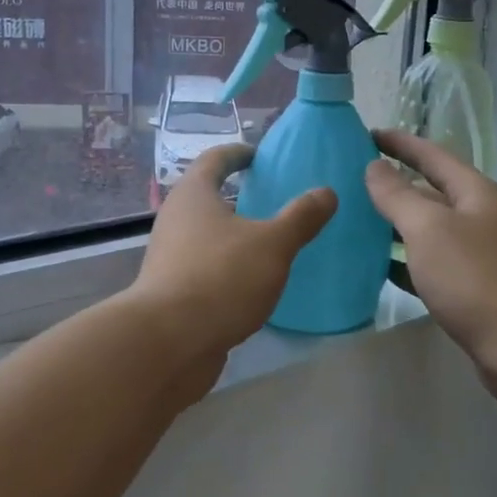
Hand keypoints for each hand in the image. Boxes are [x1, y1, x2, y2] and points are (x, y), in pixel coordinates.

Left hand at [127, 143, 334, 378]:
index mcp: (193, 194)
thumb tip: (327, 192)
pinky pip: (205, 266)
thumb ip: (300, 217)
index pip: (215, 159)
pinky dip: (227, 266)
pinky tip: (253, 283)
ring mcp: (170, 256)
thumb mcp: (272, 245)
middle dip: (239, 195)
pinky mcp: (172, 291)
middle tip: (274, 200)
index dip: (239, 153)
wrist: (168, 342)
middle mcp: (175, 219)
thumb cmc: (220, 278)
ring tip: (270, 242)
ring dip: (233, 233)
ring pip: (206, 234)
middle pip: (207, 196)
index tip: (261, 156)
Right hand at [364, 130, 496, 404]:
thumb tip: (375, 166)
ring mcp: (481, 255)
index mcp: (475, 193)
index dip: (399, 143)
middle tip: (353, 182)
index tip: (366, 135)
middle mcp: (481, 217)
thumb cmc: (476, 277)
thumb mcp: (429, 228)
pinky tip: (380, 267)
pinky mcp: (475, 289)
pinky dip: (406, 260)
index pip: (431, 155)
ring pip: (431, 230)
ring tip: (358, 222)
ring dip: (398, 224)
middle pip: (432, 191)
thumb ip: (398, 195)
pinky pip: (433, 263)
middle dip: (396, 184)